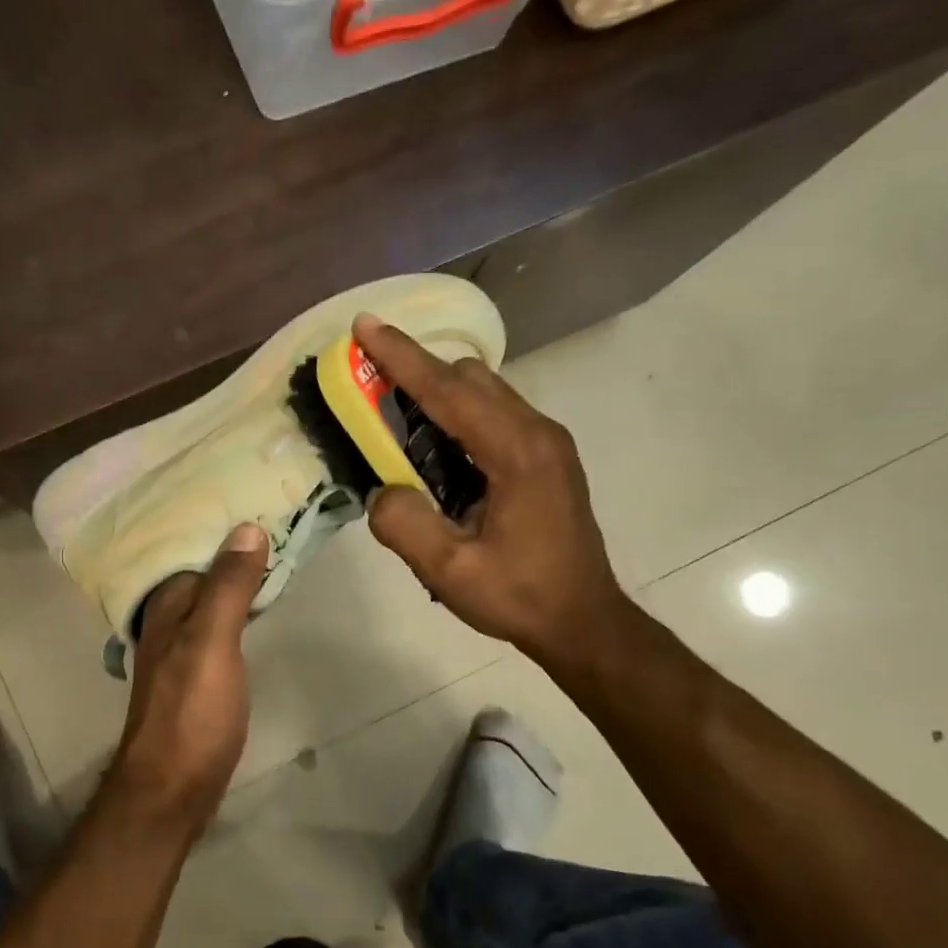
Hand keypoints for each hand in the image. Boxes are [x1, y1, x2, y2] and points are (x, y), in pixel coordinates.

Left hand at [106, 523, 267, 833]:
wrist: (172, 789)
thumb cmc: (191, 714)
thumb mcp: (210, 643)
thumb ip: (226, 587)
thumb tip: (246, 527)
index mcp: (167, 605)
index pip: (192, 547)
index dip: (221, 522)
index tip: (257, 492)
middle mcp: (168, 620)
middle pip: (201, 569)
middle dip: (230, 542)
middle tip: (275, 512)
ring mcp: (181, 648)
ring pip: (210, 595)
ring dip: (235, 572)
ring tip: (272, 545)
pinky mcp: (197, 673)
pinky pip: (218, 621)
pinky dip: (237, 603)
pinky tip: (256, 600)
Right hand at [353, 313, 632, 675]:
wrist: (582, 621)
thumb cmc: (519, 596)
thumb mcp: (450, 571)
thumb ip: (406, 525)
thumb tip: (382, 489)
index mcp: (517, 453)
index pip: (449, 391)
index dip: (401, 357)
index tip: (364, 325)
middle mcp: (537, 432)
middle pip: (469, 378)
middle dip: (416, 370)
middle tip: (368, 384)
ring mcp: (546, 442)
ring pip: (484, 391)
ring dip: (436, 391)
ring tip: (392, 414)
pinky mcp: (545, 456)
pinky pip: (493, 413)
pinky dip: (456, 413)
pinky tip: (432, 445)